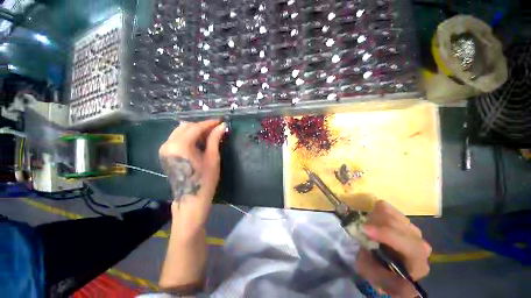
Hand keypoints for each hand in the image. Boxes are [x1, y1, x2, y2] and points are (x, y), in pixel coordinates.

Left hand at [159, 119, 224, 234]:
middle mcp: (168, 144)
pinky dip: (189, 136)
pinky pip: (177, 138)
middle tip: (216, 129)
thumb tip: (222, 126)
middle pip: (186, 126)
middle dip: (202, 126)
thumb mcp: (212, 158)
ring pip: (181, 131)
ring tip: (210, 134)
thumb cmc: (205, 180)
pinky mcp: (165, 153)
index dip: (210, 123)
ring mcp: (165, 149)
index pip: (196, 127)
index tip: (221, 121)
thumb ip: (215, 139)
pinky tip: (200, 140)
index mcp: (180, 145)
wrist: (191, 199)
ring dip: (196, 130)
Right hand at [355, 201, 430, 296]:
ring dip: (374, 219)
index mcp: (418, 263)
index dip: (387, 235)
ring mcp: (412, 229)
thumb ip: (389, 282)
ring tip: (368, 228)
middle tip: (361, 228)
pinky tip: (373, 221)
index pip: (409, 246)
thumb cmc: (379, 271)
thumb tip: (409, 288)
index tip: (364, 229)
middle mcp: (420, 244)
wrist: (381, 262)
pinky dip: (375, 212)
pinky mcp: (402, 218)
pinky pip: (386, 207)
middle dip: (375, 224)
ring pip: (391, 214)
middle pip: (398, 225)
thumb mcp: (377, 279)